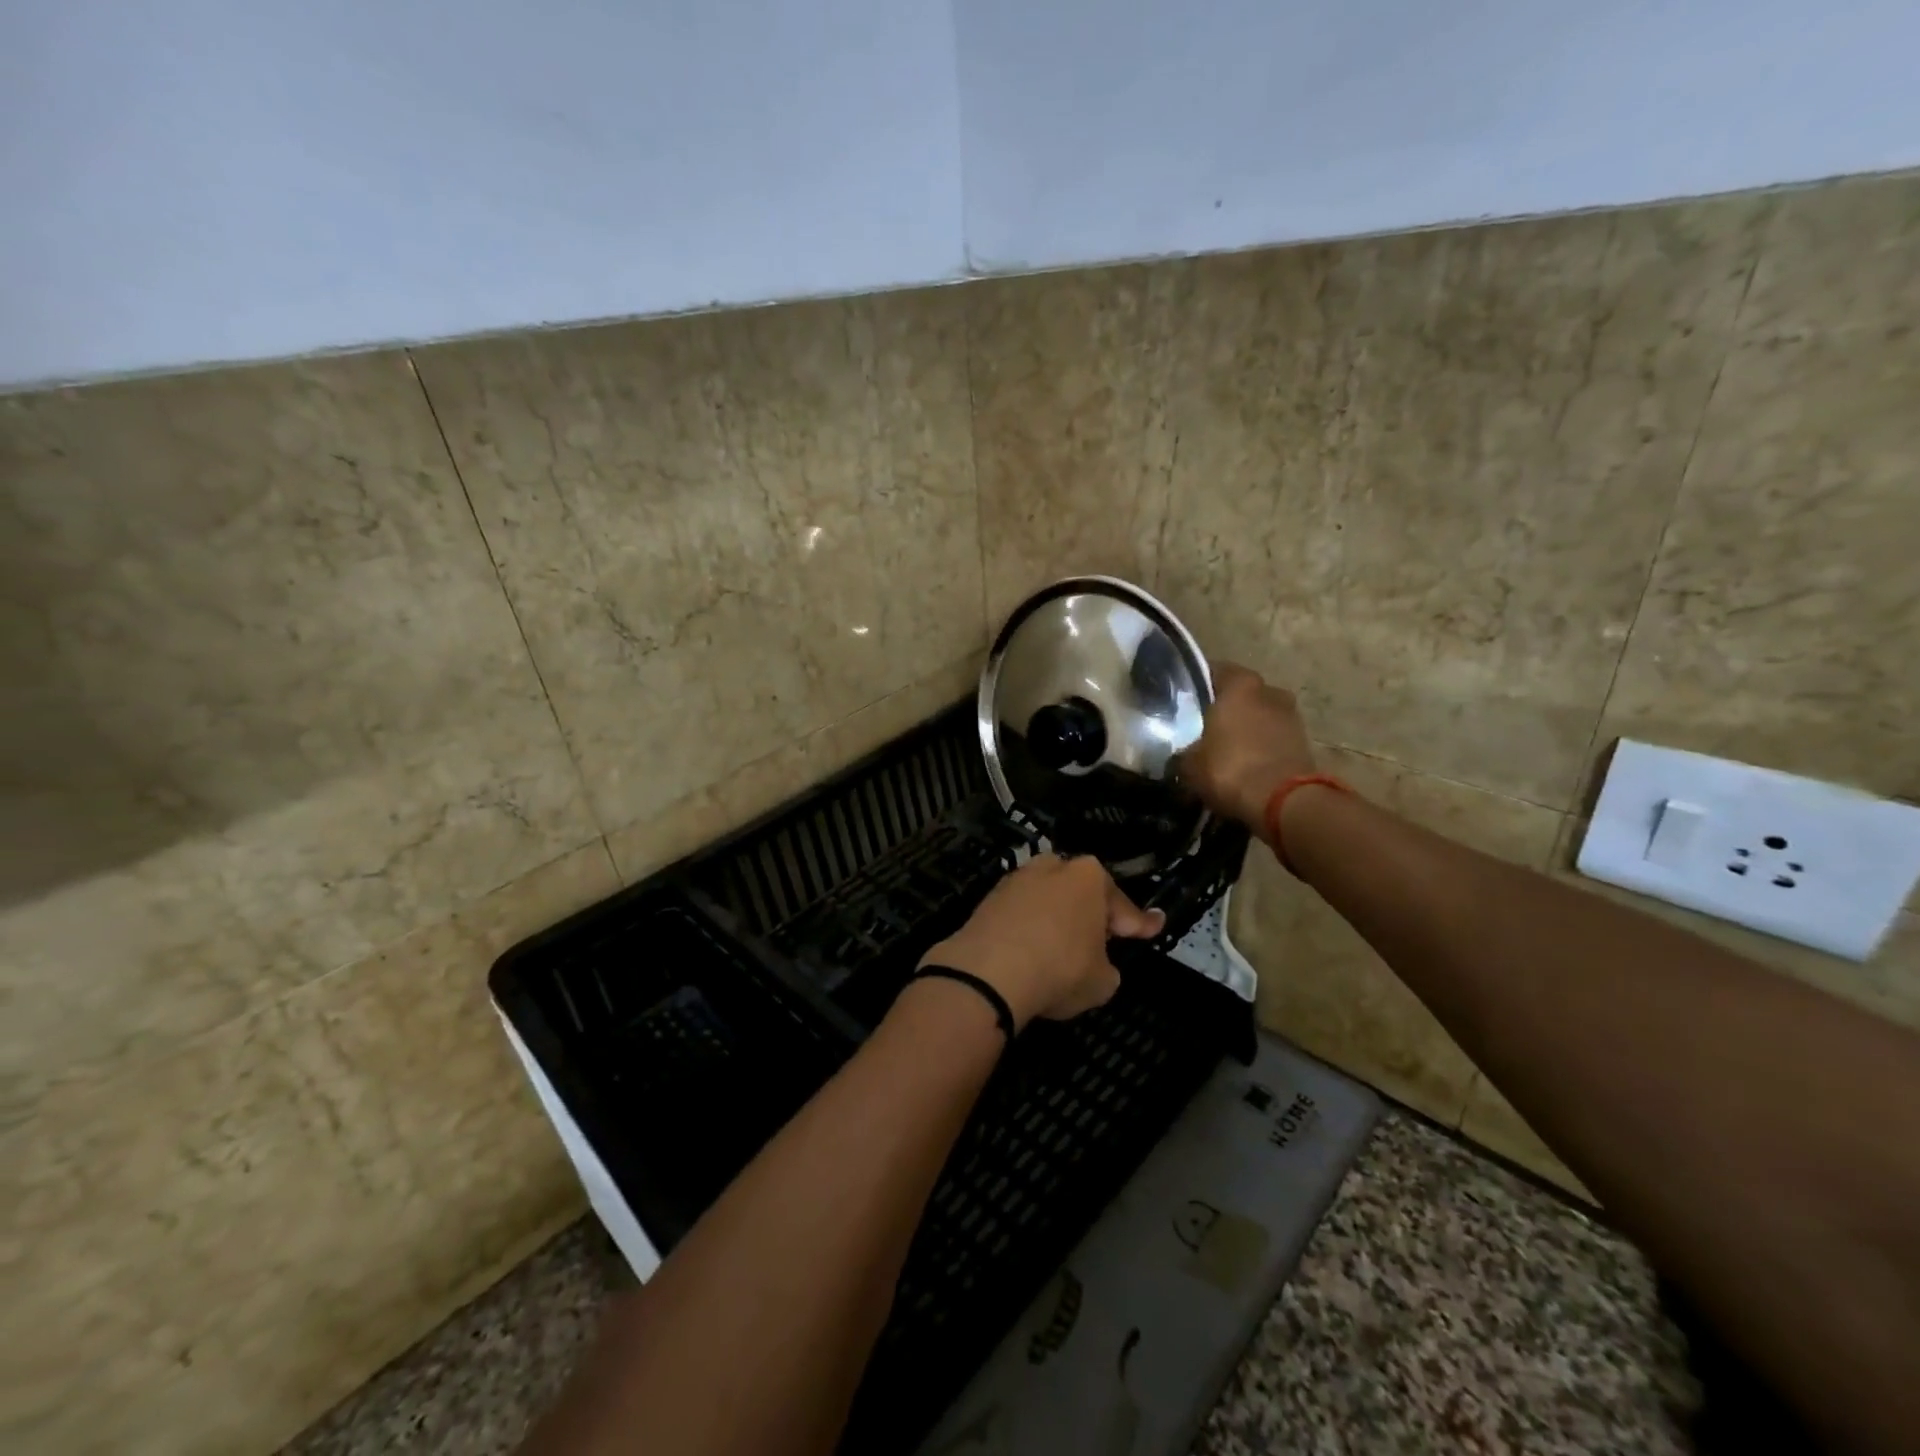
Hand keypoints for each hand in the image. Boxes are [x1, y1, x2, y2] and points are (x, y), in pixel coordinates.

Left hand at [919, 855, 1166, 1028]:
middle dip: (1093, 914)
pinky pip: (1021, 914)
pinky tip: (1031, 952)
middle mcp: (1053, 866)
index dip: (1140, 923)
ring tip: (1062, 950)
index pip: (1123, 905)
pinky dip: (1030, 928)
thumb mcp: (1103, 981)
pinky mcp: (989, 897)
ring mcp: (1017, 879)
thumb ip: (1106, 966)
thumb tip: (1096, 964)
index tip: (1153, 927)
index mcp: (1090, 876)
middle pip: (1081, 893)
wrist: (988, 972)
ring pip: (1048, 900)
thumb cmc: (1060, 969)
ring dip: (1058, 920)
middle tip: (1102, 942)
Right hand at [1179, 663, 1316, 830]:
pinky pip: (1273, 739)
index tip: (1183, 698)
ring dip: (1245, 729)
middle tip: (1202, 726)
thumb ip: (1184, 751)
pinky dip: (1261, 748)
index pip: (1215, 671)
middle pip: (1241, 694)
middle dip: (1225, 708)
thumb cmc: (1230, 769)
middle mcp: (1269, 692)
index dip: (1197, 684)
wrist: (1284, 804)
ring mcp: (1291, 717)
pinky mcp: (1305, 744)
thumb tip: (1182, 754)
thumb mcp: (1189, 764)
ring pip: (1260, 716)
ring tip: (1223, 749)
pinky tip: (1244, 764)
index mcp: (1240, 685)